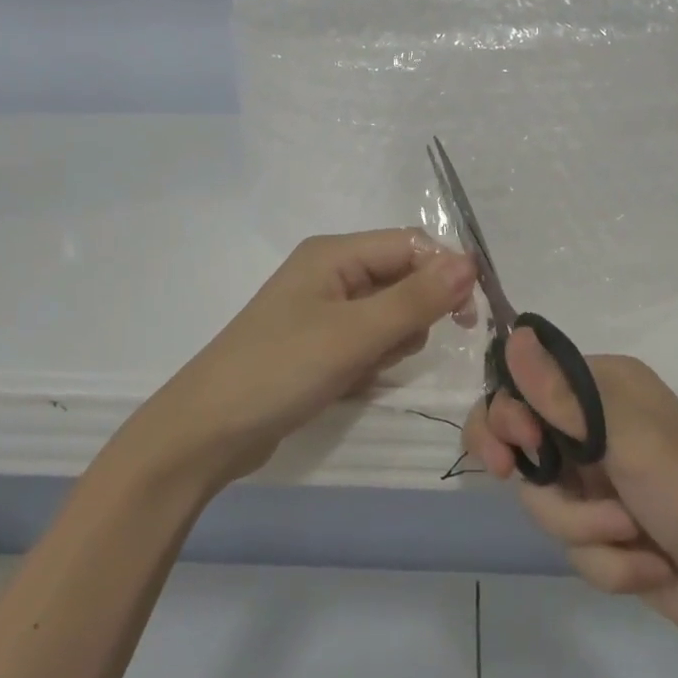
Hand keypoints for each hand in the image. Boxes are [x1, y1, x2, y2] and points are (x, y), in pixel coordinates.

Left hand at [141, 231, 476, 488]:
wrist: (208, 432)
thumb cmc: (281, 369)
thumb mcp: (355, 334)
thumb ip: (416, 298)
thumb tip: (470, 262)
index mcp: (334, 253)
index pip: (410, 245)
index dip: (444, 273)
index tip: (466, 318)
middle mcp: (330, 272)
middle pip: (401, 280)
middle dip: (408, 317)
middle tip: (385, 349)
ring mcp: (322, 310)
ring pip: (388, 316)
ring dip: (388, 345)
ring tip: (359, 370)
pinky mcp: (317, 344)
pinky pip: (366, 342)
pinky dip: (367, 363)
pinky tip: (346, 383)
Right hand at [464, 331, 677, 657]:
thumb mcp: (627, 439)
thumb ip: (561, 395)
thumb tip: (513, 334)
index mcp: (600, 388)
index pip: (525, 385)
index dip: (506, 415)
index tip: (513, 447)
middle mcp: (593, 427)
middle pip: (523, 446)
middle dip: (539, 482)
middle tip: (524, 486)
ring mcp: (598, 482)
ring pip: (545, 503)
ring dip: (586, 528)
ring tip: (632, 535)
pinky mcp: (606, 532)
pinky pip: (574, 545)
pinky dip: (609, 562)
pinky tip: (649, 565)